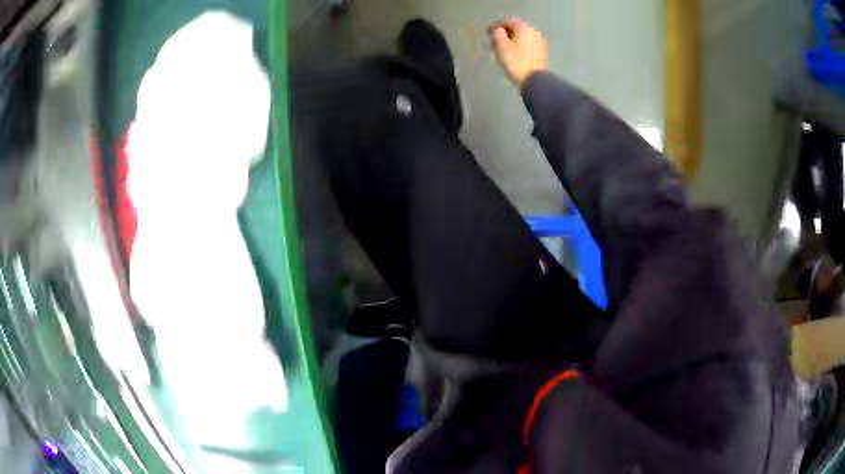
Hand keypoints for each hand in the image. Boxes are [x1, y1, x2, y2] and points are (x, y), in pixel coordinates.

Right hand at [488, 19, 547, 86]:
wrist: (534, 80)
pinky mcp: (542, 52)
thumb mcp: (501, 45)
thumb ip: (497, 33)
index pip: (507, 22)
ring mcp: (540, 41)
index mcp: (523, 27)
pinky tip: (515, 53)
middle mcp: (533, 31)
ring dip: (514, 40)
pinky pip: (528, 44)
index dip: (496, 27)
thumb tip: (498, 30)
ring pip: (523, 37)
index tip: (488, 33)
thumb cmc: (515, 61)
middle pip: (516, 29)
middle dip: (506, 33)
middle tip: (496, 40)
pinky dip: (521, 46)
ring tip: (505, 48)